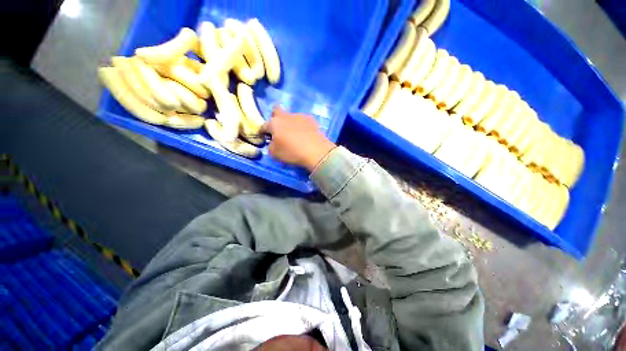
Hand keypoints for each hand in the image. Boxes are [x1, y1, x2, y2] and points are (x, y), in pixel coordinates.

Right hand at [261, 106, 335, 170]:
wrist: (316, 151)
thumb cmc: (292, 153)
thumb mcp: (274, 154)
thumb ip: (270, 146)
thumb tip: (273, 142)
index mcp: (274, 124)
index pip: (263, 126)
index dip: (262, 132)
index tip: (264, 138)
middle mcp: (285, 116)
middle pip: (276, 110)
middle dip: (275, 118)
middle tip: (279, 129)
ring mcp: (299, 116)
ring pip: (291, 116)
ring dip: (290, 123)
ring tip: (295, 134)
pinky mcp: (311, 120)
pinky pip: (303, 121)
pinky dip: (301, 126)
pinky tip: (305, 134)